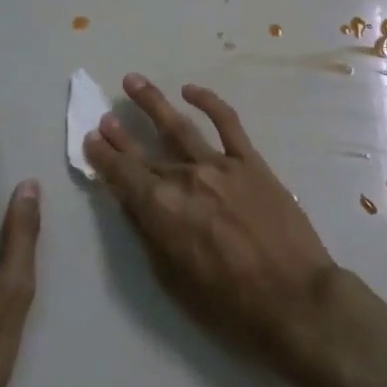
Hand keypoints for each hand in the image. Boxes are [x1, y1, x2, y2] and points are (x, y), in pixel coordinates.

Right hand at [83, 74, 338, 371]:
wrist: (295, 298)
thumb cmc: (230, 304)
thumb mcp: (174, 280)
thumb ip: (151, 235)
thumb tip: (136, 203)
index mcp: (162, 210)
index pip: (123, 176)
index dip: (103, 157)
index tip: (91, 139)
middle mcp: (185, 178)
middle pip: (145, 151)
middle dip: (120, 134)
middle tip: (104, 116)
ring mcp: (220, 165)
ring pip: (178, 125)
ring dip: (153, 102)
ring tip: (133, 81)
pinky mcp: (251, 161)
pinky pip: (227, 122)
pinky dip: (209, 101)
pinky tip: (191, 90)